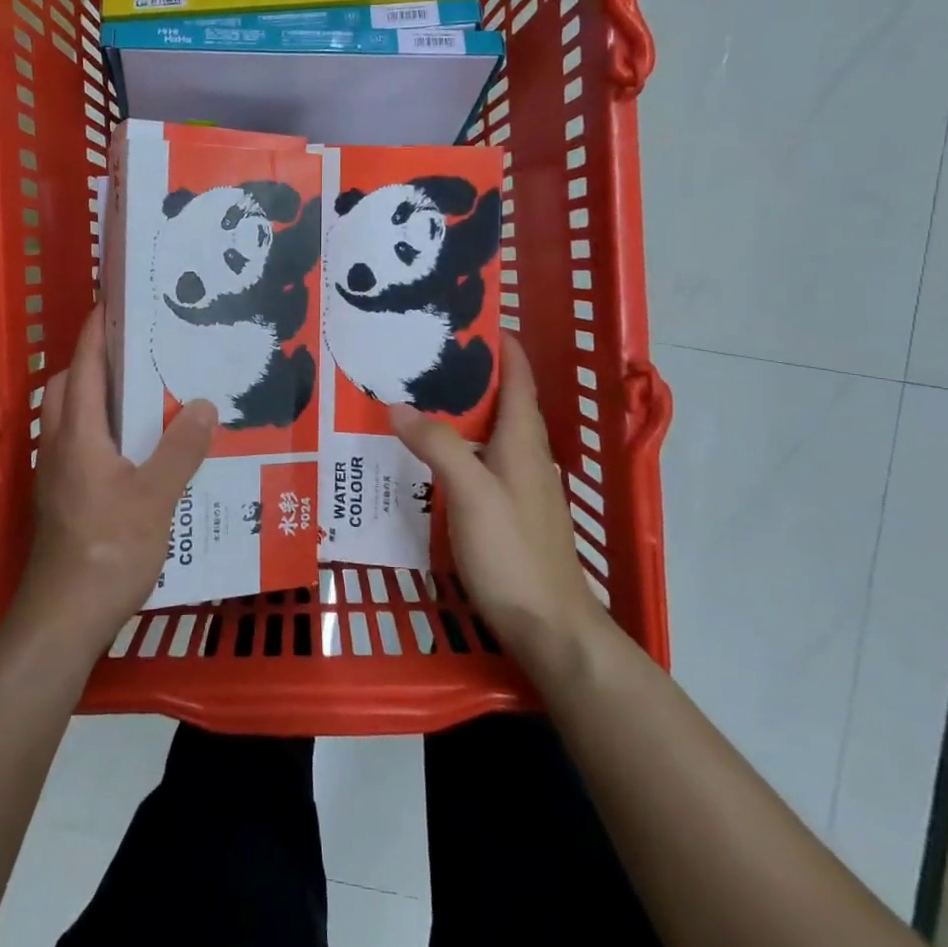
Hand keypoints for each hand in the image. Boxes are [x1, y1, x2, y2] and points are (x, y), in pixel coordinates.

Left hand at [16, 307, 215, 650]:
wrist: (64, 617)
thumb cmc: (109, 549)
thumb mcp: (156, 496)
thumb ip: (182, 448)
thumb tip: (203, 403)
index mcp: (78, 434)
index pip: (83, 366)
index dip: (96, 332)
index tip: (114, 303)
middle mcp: (58, 446)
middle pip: (66, 387)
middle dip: (93, 361)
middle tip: (138, 352)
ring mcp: (55, 475)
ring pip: (69, 418)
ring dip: (95, 397)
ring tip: (143, 395)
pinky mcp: (61, 499)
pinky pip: (77, 445)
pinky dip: (99, 430)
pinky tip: (136, 451)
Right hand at [389, 334, 599, 663]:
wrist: (549, 627)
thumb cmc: (513, 552)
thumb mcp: (470, 493)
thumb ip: (438, 445)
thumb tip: (398, 405)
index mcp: (524, 441)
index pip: (518, 378)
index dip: (501, 346)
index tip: (470, 319)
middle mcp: (527, 456)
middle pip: (502, 402)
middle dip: (469, 375)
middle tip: (422, 358)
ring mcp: (521, 486)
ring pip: (489, 434)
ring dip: (460, 413)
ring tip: (416, 400)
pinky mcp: (510, 512)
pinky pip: (481, 462)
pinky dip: (457, 447)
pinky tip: (427, 459)